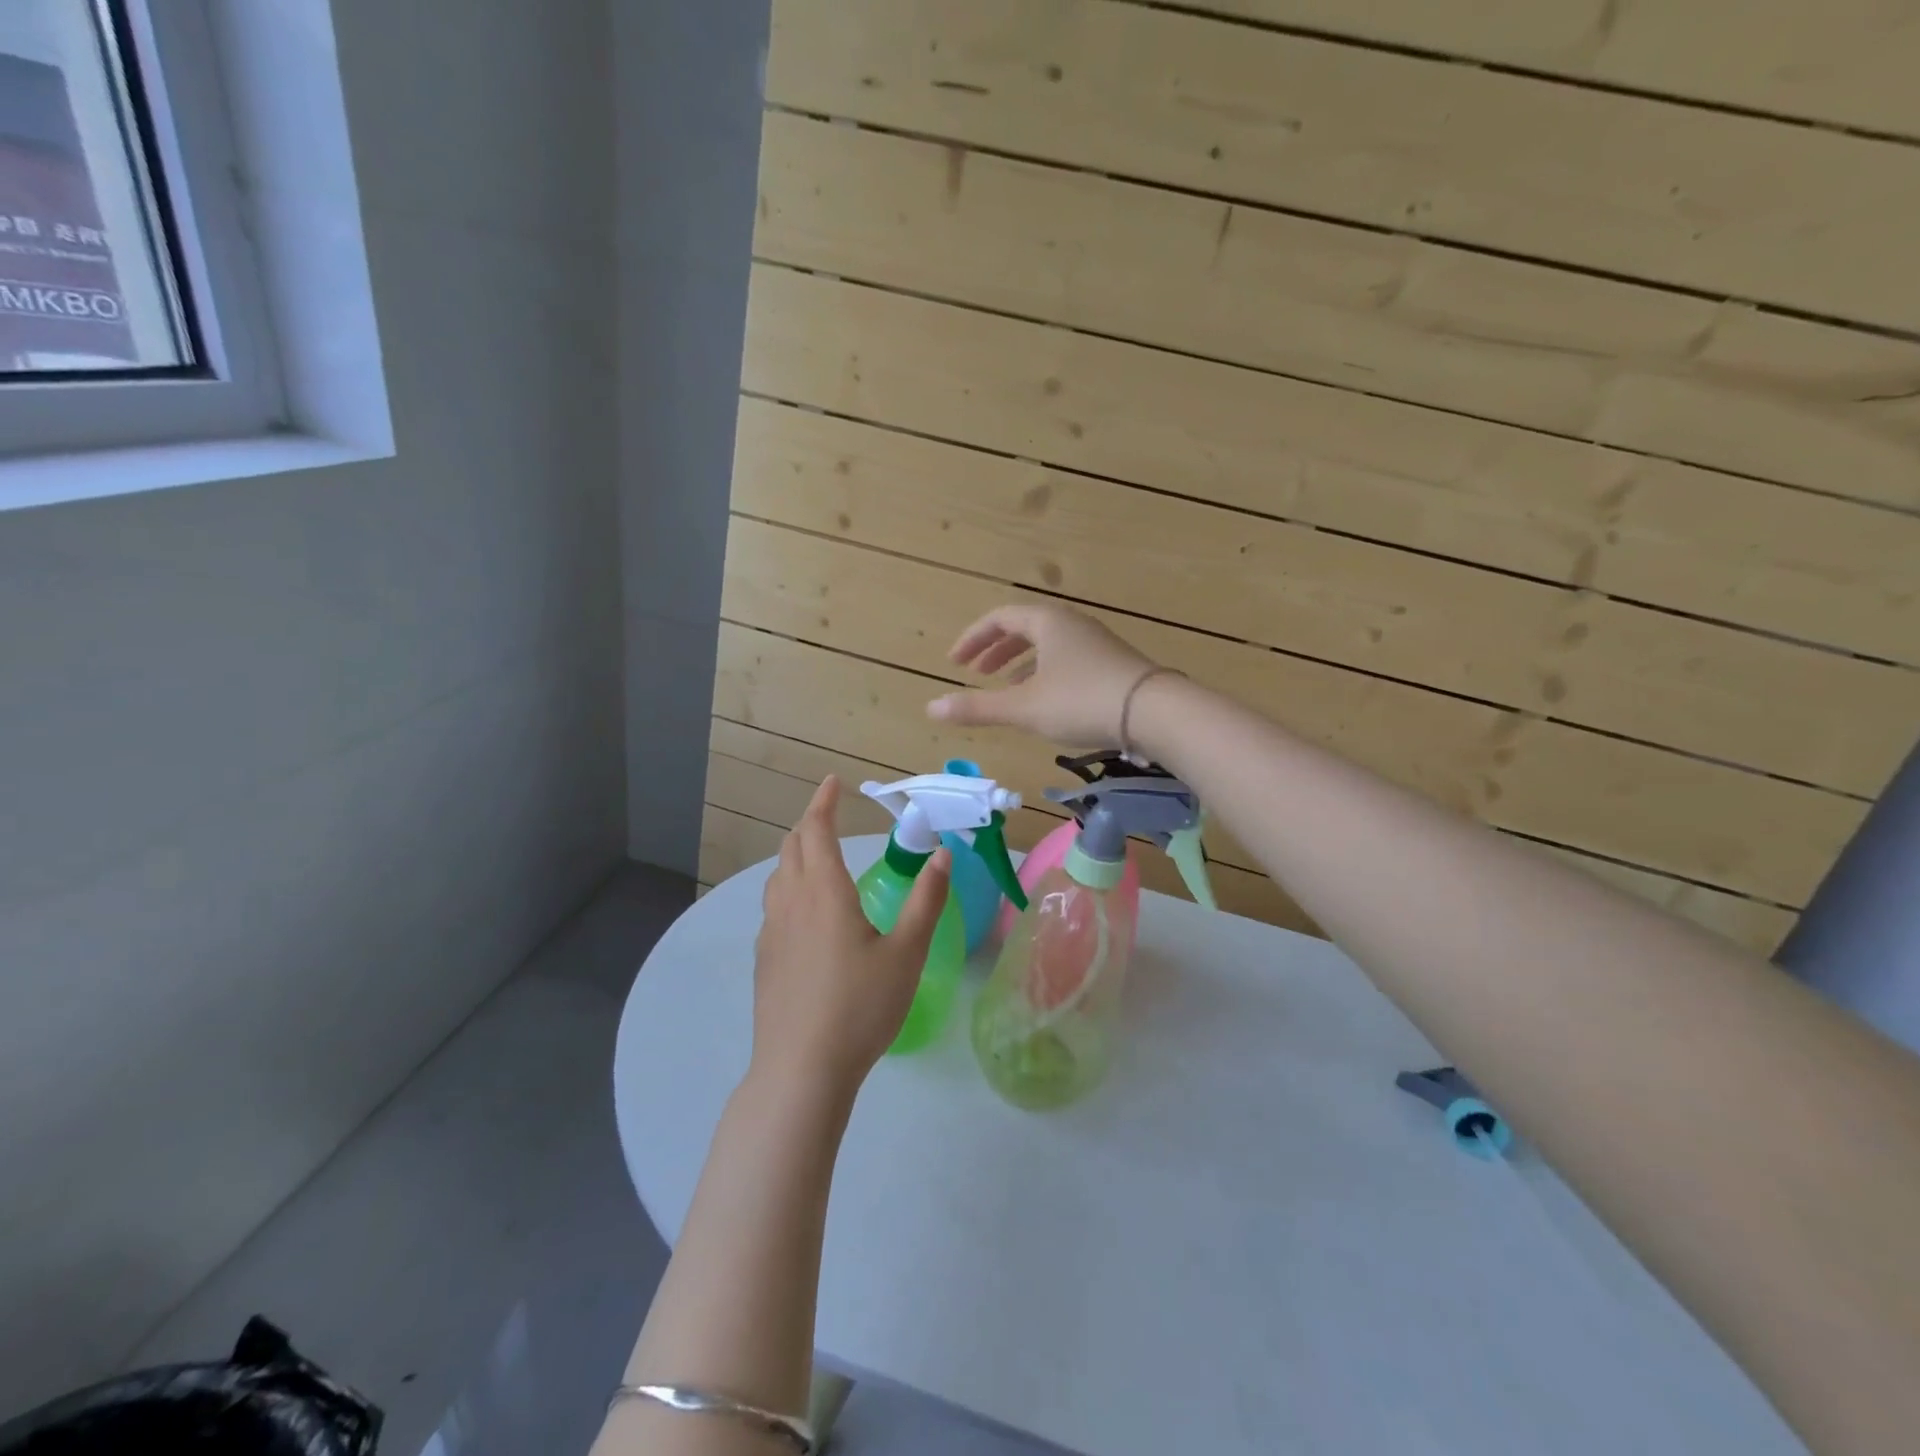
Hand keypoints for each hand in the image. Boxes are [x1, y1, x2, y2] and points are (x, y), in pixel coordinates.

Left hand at [752, 776, 951, 1097]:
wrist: (801, 1070)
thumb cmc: (860, 1007)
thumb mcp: (906, 953)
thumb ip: (926, 901)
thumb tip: (941, 854)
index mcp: (824, 893)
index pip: (816, 831)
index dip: (823, 802)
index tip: (833, 782)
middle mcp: (791, 903)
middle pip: (791, 848)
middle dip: (809, 824)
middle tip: (829, 816)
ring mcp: (771, 932)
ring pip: (778, 877)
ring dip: (795, 855)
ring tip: (817, 858)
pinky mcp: (764, 959)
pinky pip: (774, 906)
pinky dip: (788, 887)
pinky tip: (805, 914)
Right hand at [927, 603, 1158, 746]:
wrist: (1155, 712)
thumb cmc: (1082, 701)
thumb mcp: (1023, 707)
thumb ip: (977, 708)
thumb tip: (930, 709)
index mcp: (1047, 622)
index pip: (999, 618)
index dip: (972, 639)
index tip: (954, 662)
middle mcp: (1071, 624)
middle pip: (1025, 627)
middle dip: (996, 650)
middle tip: (976, 672)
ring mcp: (1096, 642)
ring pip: (1048, 645)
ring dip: (1021, 663)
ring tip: (1006, 688)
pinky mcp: (1113, 664)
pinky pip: (1067, 660)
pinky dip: (1045, 673)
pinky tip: (1046, 701)